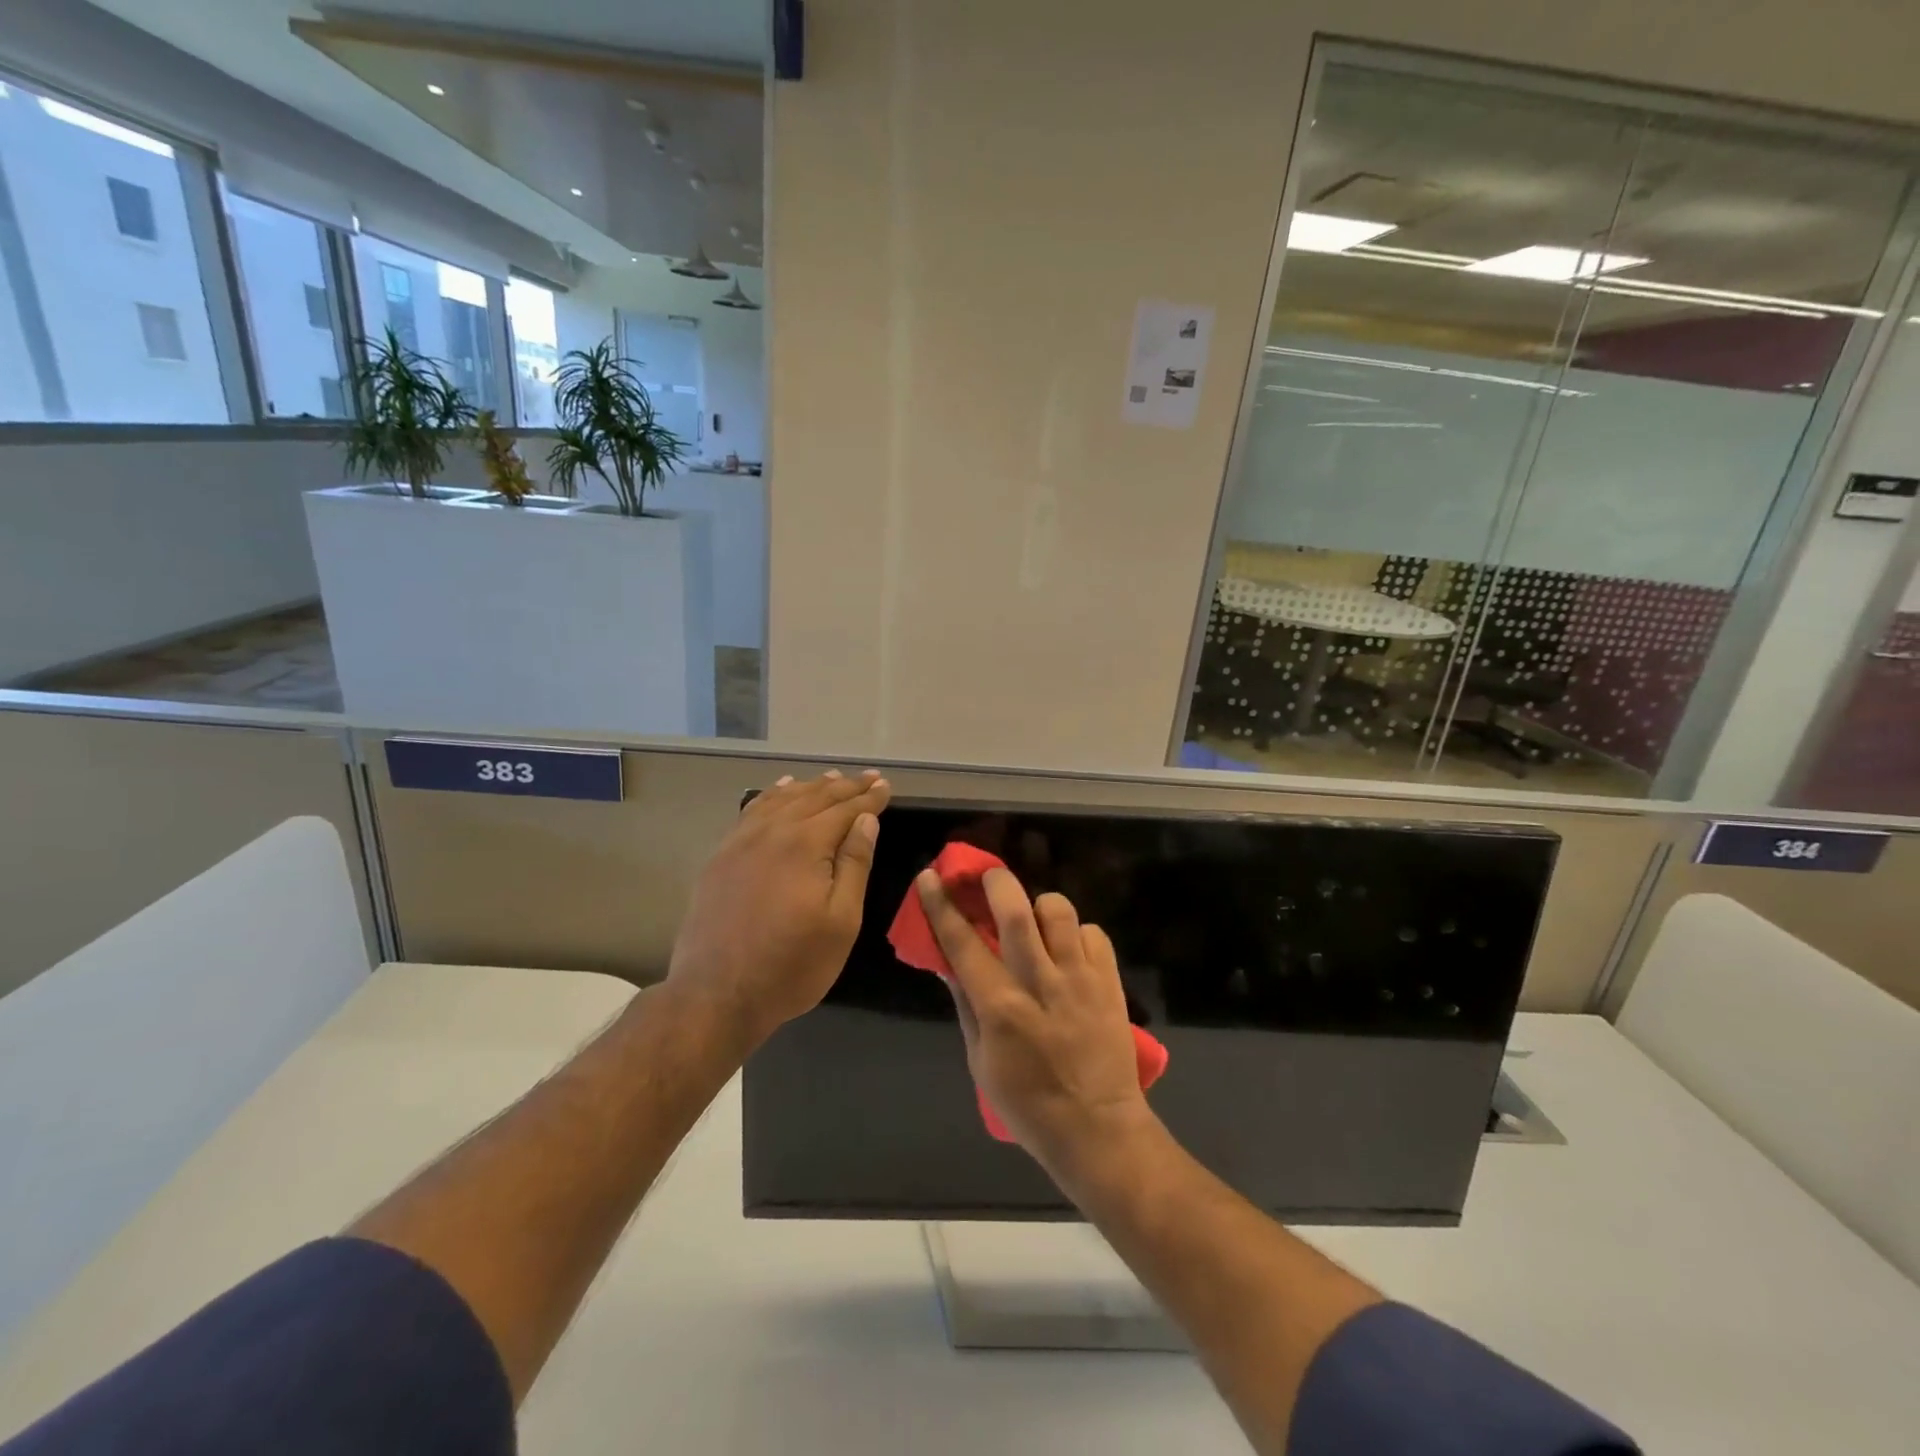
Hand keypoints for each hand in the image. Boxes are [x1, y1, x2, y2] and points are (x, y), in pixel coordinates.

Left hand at [668, 770, 889, 1049]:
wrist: (716, 995)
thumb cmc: (791, 965)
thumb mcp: (841, 921)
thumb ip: (854, 864)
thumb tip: (866, 820)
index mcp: (805, 844)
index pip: (844, 810)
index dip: (868, 798)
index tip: (885, 786)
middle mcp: (772, 832)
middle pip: (814, 798)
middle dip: (844, 787)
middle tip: (868, 778)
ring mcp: (740, 842)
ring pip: (781, 800)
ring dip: (810, 787)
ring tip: (831, 778)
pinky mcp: (721, 857)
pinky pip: (751, 812)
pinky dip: (771, 796)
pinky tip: (779, 791)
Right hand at [917, 866, 1153, 1171]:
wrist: (1098, 1129)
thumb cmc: (1028, 1104)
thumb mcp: (981, 1062)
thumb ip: (965, 1006)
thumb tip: (947, 963)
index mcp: (1001, 1007)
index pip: (963, 943)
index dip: (941, 905)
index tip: (930, 876)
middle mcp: (1040, 983)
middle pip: (1016, 912)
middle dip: (997, 883)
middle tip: (988, 876)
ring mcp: (1080, 979)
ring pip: (1059, 912)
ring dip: (1041, 906)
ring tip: (1036, 921)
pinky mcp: (1110, 982)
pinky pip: (1093, 933)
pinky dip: (1077, 933)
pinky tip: (1070, 952)